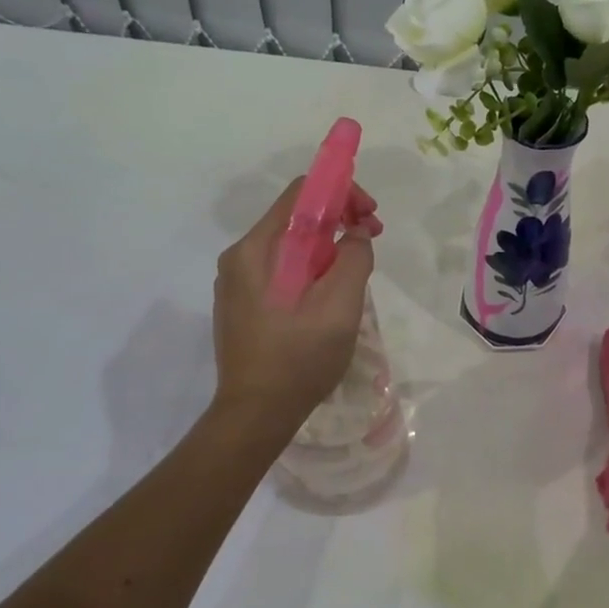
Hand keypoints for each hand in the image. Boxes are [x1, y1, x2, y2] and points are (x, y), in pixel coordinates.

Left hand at [211, 176, 381, 429]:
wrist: (255, 414)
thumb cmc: (298, 358)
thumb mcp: (339, 306)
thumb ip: (353, 258)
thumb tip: (355, 234)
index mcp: (257, 249)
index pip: (301, 193)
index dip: (342, 193)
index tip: (371, 216)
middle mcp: (240, 257)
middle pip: (295, 217)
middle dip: (339, 220)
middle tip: (371, 241)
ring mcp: (237, 282)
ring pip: (289, 245)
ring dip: (327, 246)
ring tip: (354, 272)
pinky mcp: (242, 304)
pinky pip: (280, 269)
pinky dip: (310, 268)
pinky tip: (328, 295)